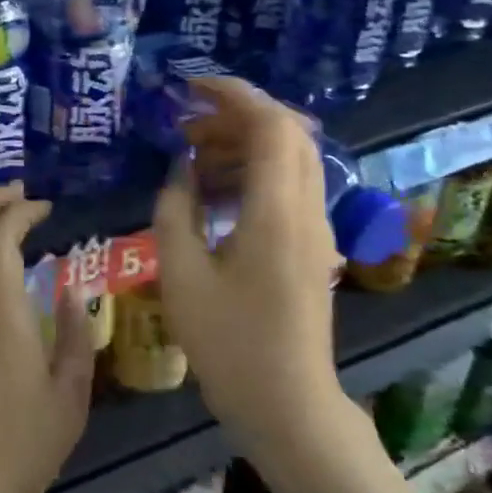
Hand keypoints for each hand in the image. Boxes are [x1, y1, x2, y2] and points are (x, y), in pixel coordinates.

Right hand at [151, 77, 350, 455]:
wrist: (289, 404)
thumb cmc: (230, 344)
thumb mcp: (182, 276)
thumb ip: (175, 211)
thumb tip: (179, 172)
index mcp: (276, 212)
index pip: (271, 125)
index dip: (234, 95)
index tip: (190, 87)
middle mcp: (307, 210)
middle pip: (287, 133)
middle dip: (236, 116)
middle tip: (187, 127)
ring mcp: (316, 228)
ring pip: (290, 158)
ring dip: (243, 144)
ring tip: (193, 159)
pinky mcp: (312, 246)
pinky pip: (288, 186)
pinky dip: (253, 172)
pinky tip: (214, 195)